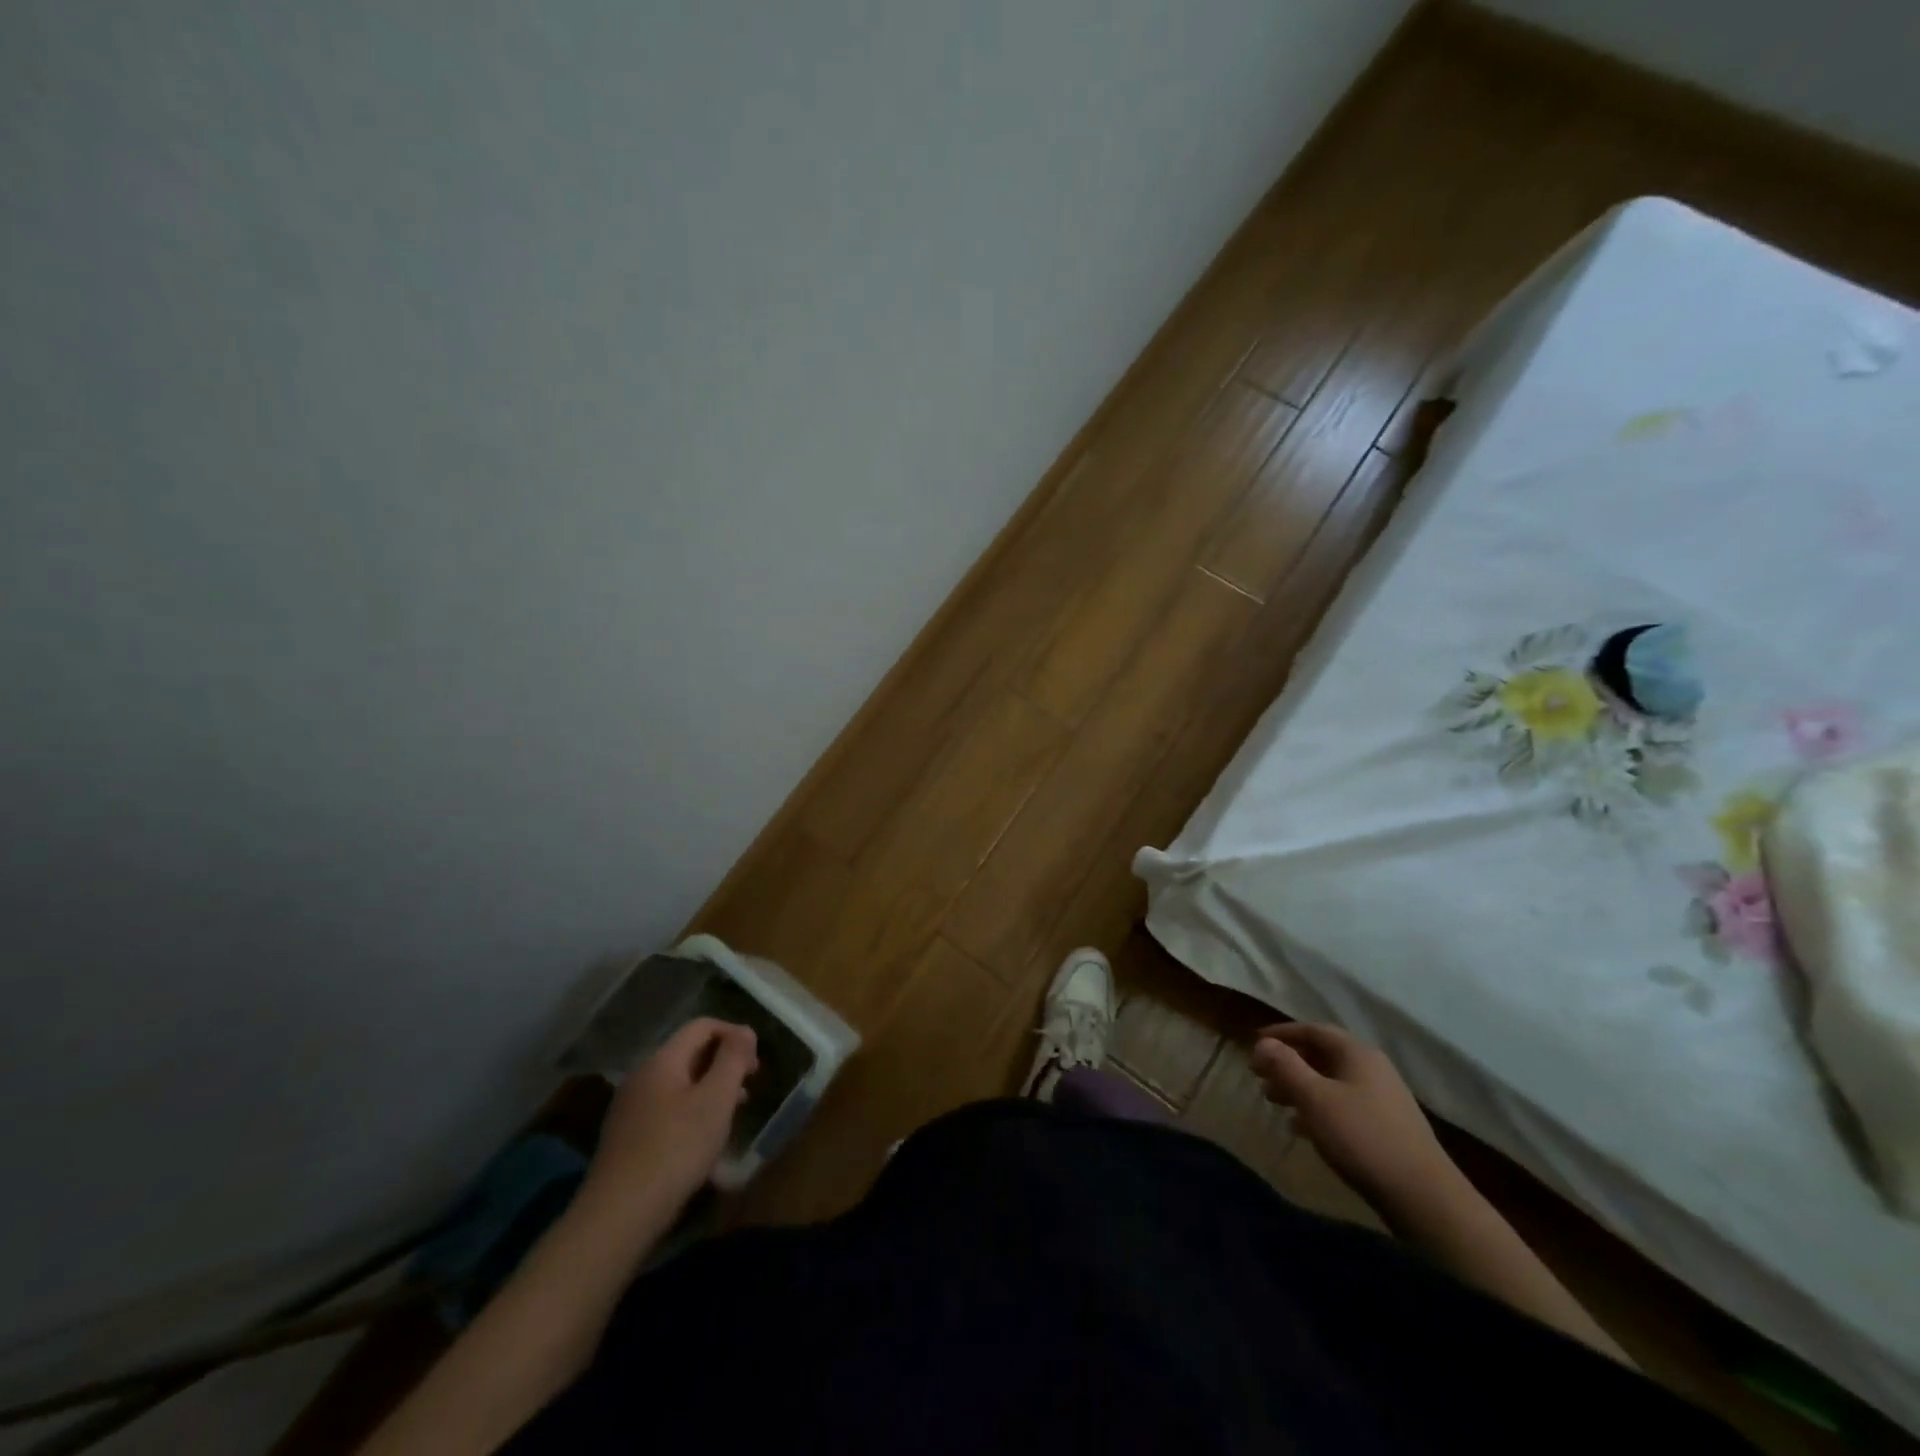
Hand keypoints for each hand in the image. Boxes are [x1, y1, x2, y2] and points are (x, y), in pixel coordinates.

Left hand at [583, 1018, 758, 1219]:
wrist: (618, 1214)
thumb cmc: (675, 1149)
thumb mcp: (715, 1100)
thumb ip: (732, 1060)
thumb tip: (745, 1030)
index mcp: (662, 1061)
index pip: (702, 1026)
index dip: (734, 1034)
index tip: (755, 1061)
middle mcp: (642, 1076)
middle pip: (690, 1053)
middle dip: (724, 1062)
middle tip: (749, 1085)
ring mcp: (631, 1107)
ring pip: (680, 1082)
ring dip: (710, 1088)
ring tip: (734, 1112)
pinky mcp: (628, 1137)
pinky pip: (667, 1107)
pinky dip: (692, 1110)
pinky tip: (704, 1139)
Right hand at [1250, 1022, 1454, 1204]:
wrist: (1424, 1197)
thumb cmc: (1362, 1137)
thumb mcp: (1314, 1098)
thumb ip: (1286, 1066)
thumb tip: (1263, 1043)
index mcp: (1357, 1053)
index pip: (1312, 1030)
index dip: (1281, 1033)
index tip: (1254, 1043)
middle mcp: (1372, 1069)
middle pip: (1322, 1055)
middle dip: (1288, 1063)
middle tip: (1260, 1076)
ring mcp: (1383, 1099)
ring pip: (1331, 1082)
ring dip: (1300, 1087)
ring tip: (1274, 1101)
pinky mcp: (1386, 1128)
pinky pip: (1343, 1105)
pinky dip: (1318, 1108)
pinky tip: (1301, 1128)